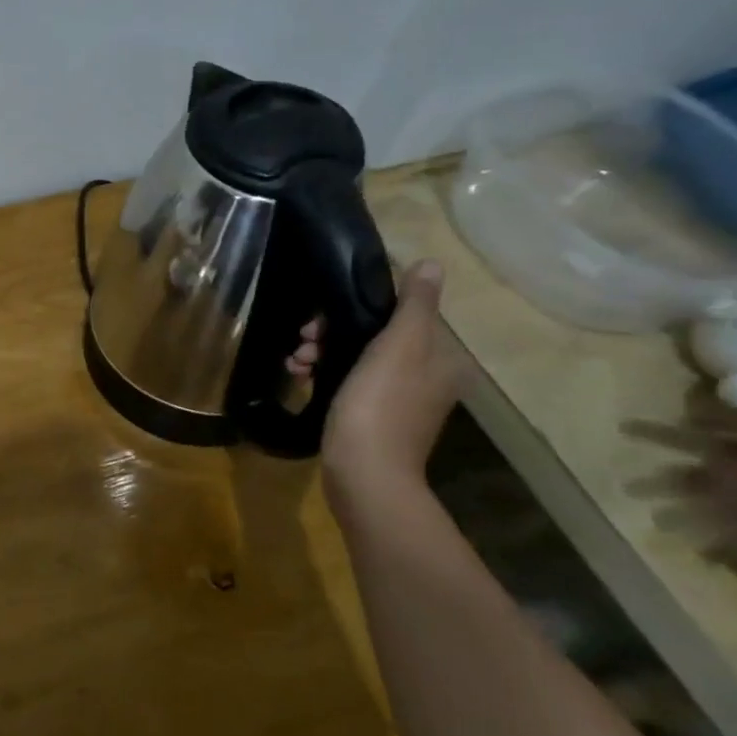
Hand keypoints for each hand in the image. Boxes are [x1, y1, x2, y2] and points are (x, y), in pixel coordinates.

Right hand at [320, 260, 461, 493]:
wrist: (364, 472)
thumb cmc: (379, 403)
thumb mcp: (399, 346)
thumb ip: (414, 304)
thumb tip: (431, 263)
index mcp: (442, 358)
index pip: (399, 315)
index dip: (356, 310)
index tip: (320, 321)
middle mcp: (428, 377)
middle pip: (376, 337)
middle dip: (332, 334)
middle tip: (303, 341)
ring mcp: (400, 401)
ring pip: (357, 359)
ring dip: (322, 354)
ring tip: (294, 363)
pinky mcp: (373, 419)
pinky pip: (348, 383)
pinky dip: (324, 375)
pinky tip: (299, 378)